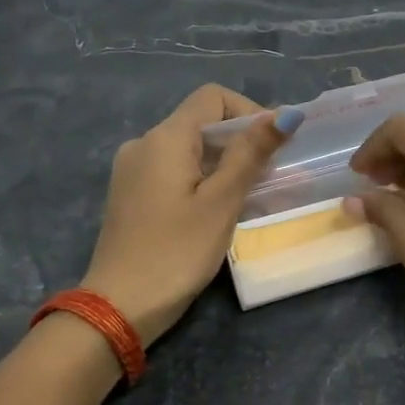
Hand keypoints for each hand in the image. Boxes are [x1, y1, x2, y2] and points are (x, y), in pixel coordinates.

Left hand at [81, 87, 299, 345]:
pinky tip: (219, 210)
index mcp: (165, 138)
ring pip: (189, 150)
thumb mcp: (222, 201)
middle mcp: (144, 144)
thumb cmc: (177, 251)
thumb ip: (251, 153)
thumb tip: (286, 113)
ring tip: (252, 197)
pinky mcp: (132, 196)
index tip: (275, 145)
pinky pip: (174, 172)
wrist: (118, 307)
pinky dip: (202, 180)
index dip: (249, 111)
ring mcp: (133, 171)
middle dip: (241, 142)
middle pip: (201, 123)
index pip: (213, 97)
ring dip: (224, 164)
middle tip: (271, 177)